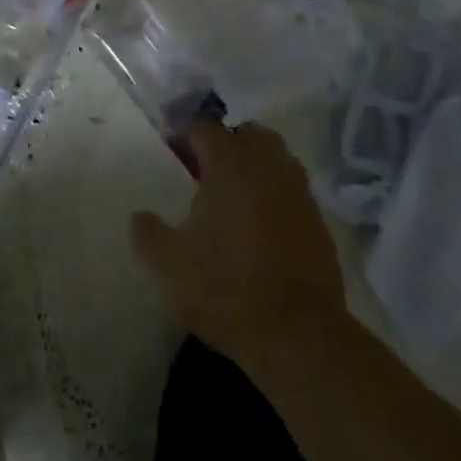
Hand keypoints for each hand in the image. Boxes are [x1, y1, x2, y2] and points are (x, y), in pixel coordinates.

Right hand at [132, 120, 345, 368]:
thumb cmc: (224, 288)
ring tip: (232, 194)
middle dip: (227, 141)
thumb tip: (141, 216)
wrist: (297, 333)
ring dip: (255, 165)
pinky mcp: (319, 222)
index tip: (172, 151)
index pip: (205, 127)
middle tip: (204, 168)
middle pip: (248, 133)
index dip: (185, 134)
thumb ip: (147, 233)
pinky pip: (292, 191)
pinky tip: (259, 224)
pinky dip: (275, 194)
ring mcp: (299, 193)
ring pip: (276, 158)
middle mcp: (268, 167)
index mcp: (229, 164)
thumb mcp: (166, 264)